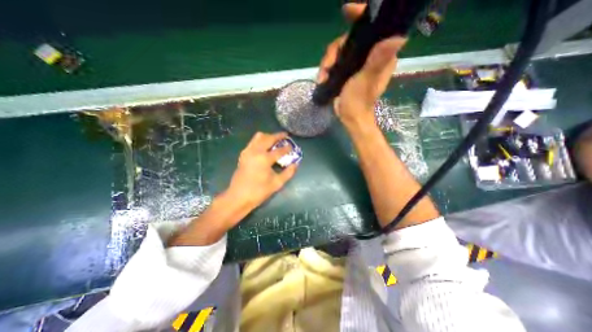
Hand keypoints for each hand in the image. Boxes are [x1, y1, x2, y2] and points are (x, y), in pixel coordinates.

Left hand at [227, 132, 300, 208]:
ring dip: (268, 136)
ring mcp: (248, 151)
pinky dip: (260, 141)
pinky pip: (253, 142)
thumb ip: (288, 173)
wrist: (238, 196)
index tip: (292, 147)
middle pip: (268, 138)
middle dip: (278, 136)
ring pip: (259, 137)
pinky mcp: (243, 154)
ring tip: (275, 140)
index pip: (279, 150)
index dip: (287, 148)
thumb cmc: (259, 191)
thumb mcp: (277, 183)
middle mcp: (255, 151)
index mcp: (265, 159)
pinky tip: (265, 147)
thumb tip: (296, 164)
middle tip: (285, 136)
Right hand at [319, 4, 406, 130]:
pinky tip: (322, 78)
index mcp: (381, 55)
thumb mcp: (366, 81)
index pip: (375, 28)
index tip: (347, 11)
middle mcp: (370, 56)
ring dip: (327, 62)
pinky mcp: (347, 71)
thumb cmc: (359, 102)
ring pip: (339, 51)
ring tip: (322, 77)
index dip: (361, 16)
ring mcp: (357, 64)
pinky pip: (335, 61)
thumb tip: (399, 37)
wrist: (350, 118)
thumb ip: (377, 61)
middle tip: (326, 66)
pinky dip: (326, 69)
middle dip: (334, 51)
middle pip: (350, 39)